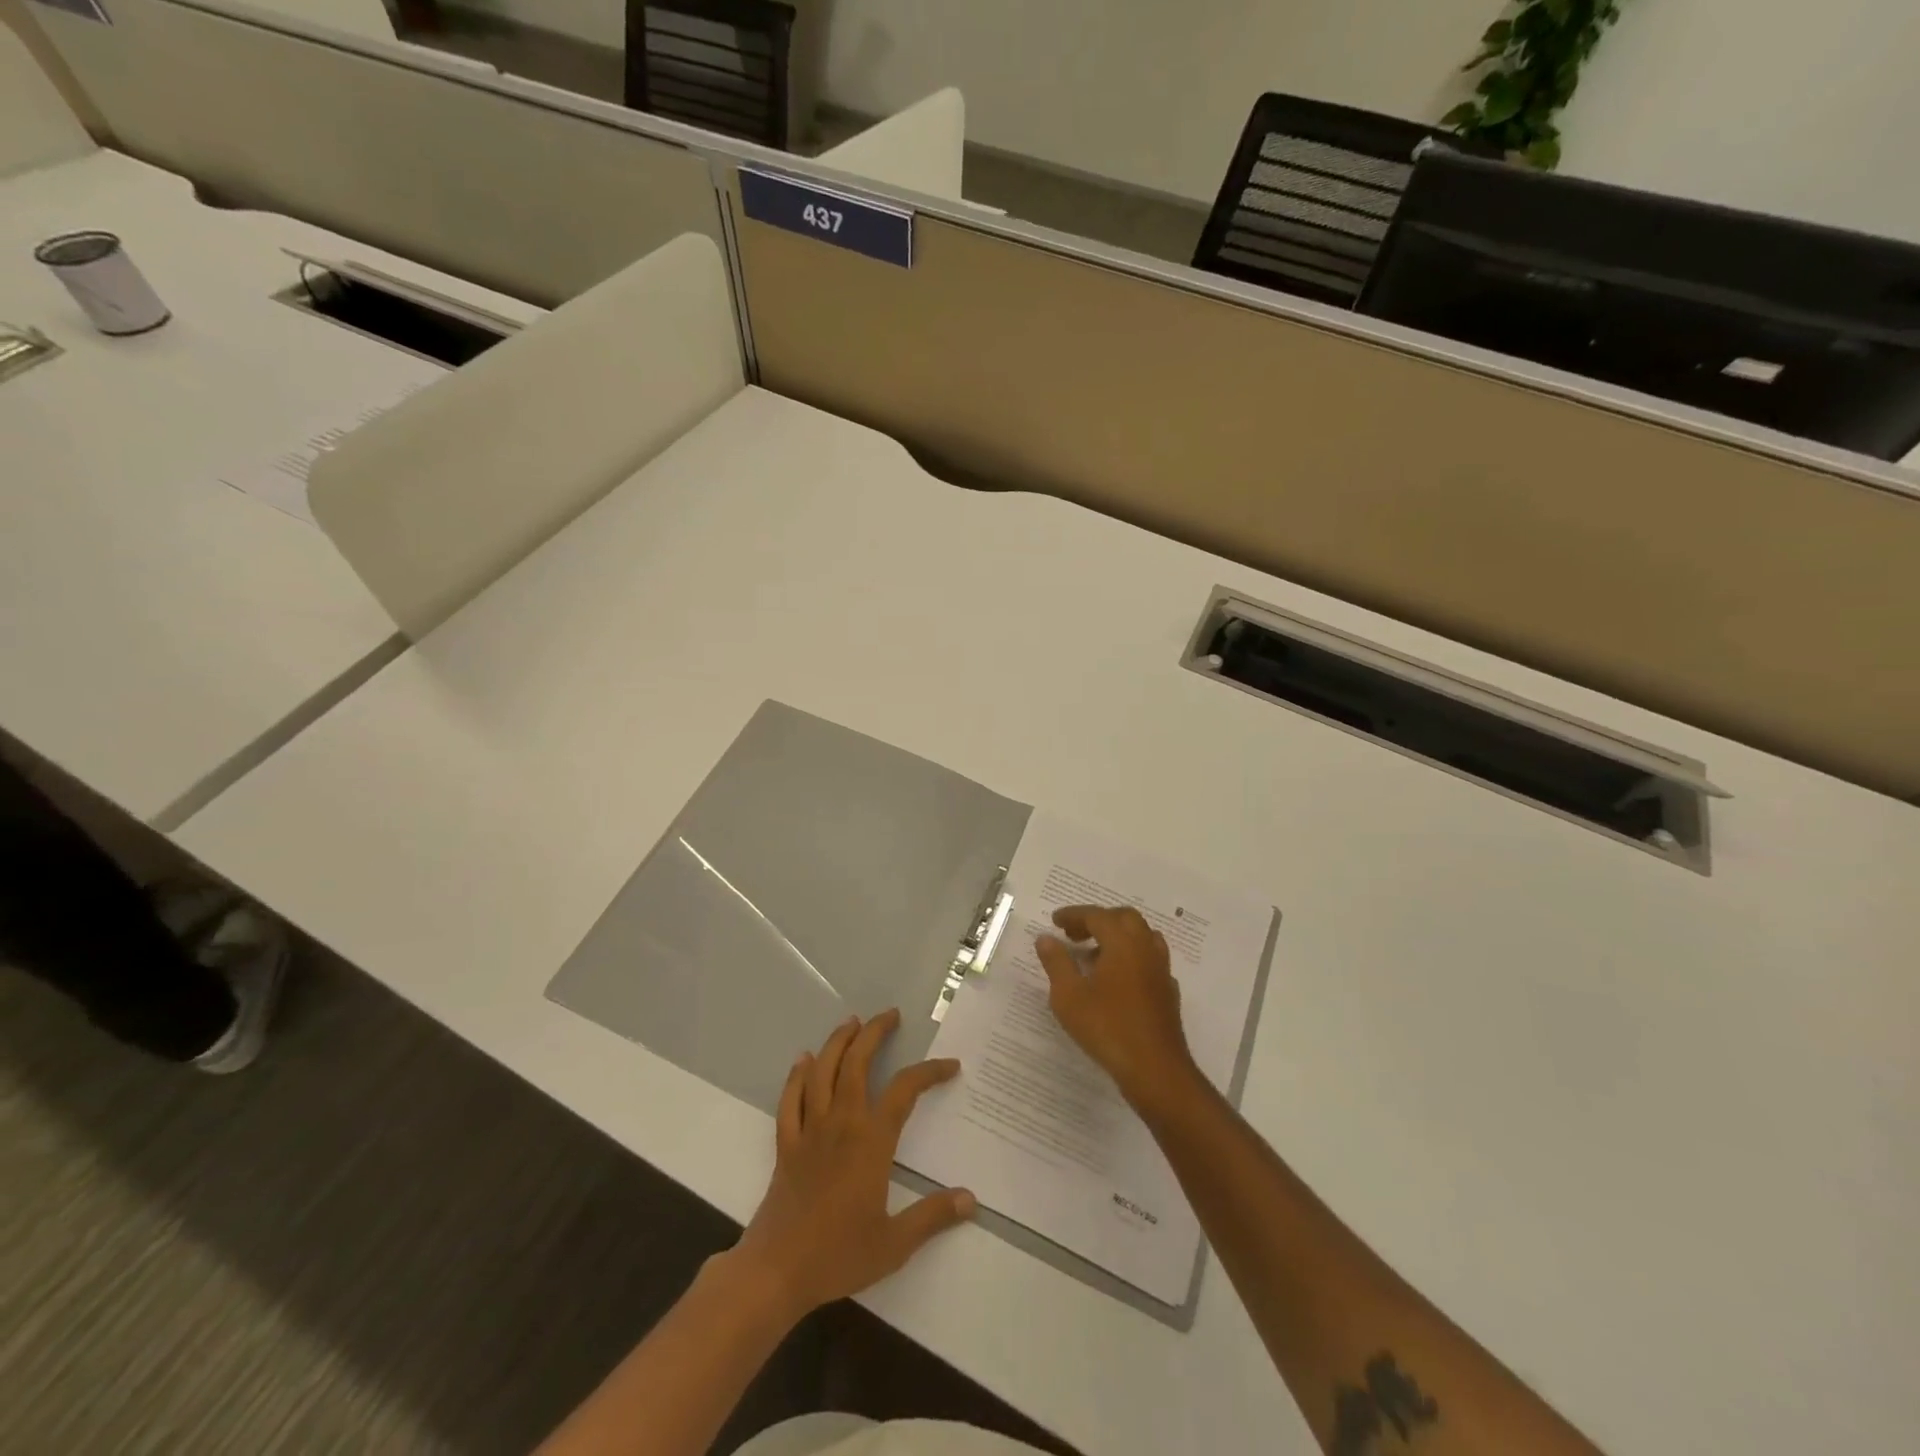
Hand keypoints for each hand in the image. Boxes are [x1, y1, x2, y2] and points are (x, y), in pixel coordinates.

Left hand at [729, 1010, 975, 1323]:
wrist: (776, 1270)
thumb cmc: (838, 1255)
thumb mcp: (894, 1243)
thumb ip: (933, 1217)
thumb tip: (970, 1198)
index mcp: (871, 1141)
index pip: (904, 1090)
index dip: (928, 1071)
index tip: (950, 1066)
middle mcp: (841, 1123)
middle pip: (857, 1063)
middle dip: (874, 1032)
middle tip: (890, 1015)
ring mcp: (809, 1130)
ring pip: (822, 1071)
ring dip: (837, 1042)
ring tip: (851, 1022)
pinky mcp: (786, 1143)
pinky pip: (790, 1098)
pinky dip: (797, 1075)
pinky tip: (803, 1060)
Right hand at [1036, 905, 1202, 1115]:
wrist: (1155, 1069)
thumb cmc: (1107, 1028)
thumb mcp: (1069, 995)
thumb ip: (1057, 962)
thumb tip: (1046, 938)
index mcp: (1122, 943)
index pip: (1097, 916)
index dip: (1074, 915)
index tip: (1055, 921)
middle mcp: (1146, 949)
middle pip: (1124, 919)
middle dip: (1098, 920)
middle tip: (1074, 934)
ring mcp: (1161, 970)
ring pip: (1141, 937)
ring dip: (1118, 937)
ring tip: (1094, 954)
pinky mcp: (1168, 992)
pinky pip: (1149, 961)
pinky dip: (1131, 958)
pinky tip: (1117, 979)